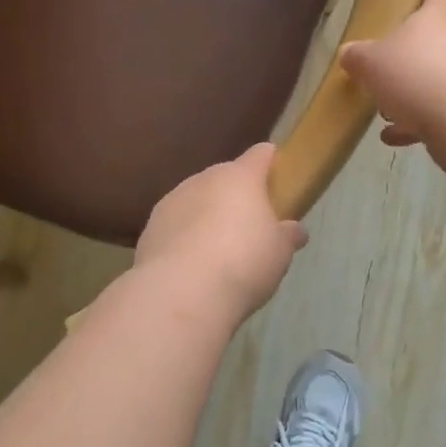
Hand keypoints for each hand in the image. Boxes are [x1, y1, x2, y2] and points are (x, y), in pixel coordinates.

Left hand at [135, 143, 307, 321]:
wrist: (181, 292)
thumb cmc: (243, 263)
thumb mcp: (279, 253)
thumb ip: (287, 236)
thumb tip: (295, 229)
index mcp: (240, 177)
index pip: (261, 154)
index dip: (272, 162)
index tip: (280, 177)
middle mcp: (203, 179)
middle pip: (225, 178)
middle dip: (237, 196)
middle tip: (250, 226)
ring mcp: (172, 201)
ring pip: (196, 201)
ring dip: (207, 216)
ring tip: (218, 252)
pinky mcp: (150, 228)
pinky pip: (176, 225)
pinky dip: (185, 238)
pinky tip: (192, 266)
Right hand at [340, 0, 445, 148]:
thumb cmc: (416, 76)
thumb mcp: (371, 63)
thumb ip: (356, 56)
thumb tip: (349, 53)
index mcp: (440, 15)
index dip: (417, 2)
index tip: (397, 17)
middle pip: (433, 41)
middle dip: (407, 58)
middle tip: (382, 72)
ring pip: (438, 78)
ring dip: (413, 93)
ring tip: (385, 112)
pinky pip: (444, 108)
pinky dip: (421, 121)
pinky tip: (396, 137)